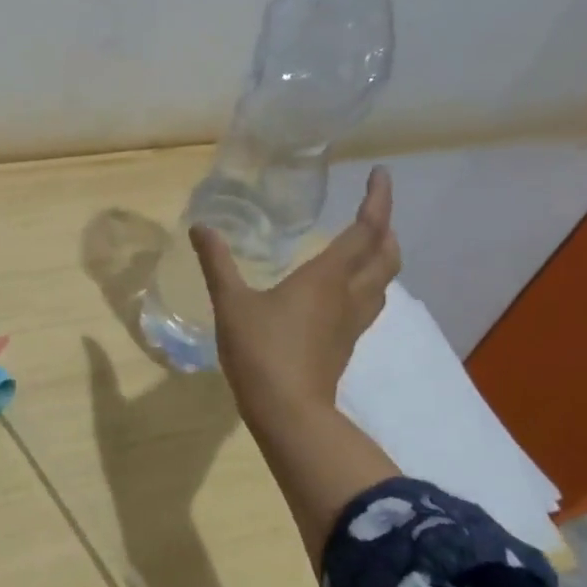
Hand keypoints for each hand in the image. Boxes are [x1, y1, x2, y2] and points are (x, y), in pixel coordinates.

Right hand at [190, 168, 402, 561]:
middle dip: (385, 228)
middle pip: (386, 256)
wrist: (288, 412)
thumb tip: (201, 227)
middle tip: (372, 209)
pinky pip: (368, 302)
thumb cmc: (261, 351)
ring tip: (366, 244)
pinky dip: (366, 282)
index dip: (378, 200)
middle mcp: (348, 295)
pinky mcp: (345, 344)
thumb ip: (217, 263)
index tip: (381, 174)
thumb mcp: (231, 303)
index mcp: (327, 278)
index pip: (364, 231)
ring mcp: (351, 323)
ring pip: (382, 282)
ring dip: (382, 257)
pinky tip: (343, 289)